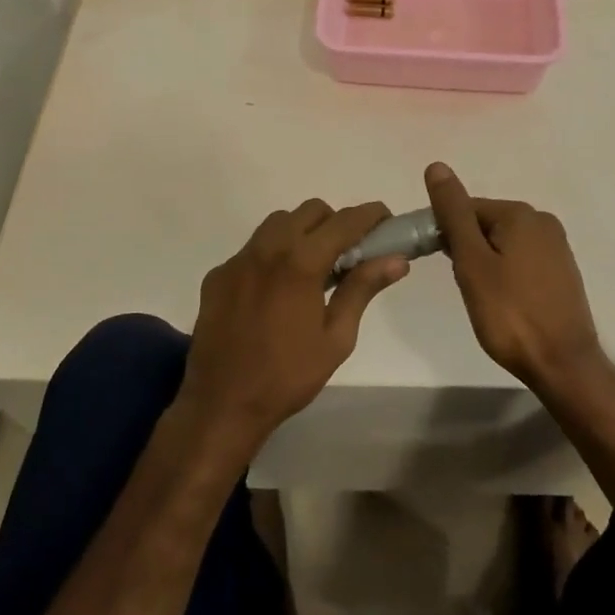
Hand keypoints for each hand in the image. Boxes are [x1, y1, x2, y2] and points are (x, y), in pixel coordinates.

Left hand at [178, 199, 408, 456]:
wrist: (222, 403)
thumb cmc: (288, 376)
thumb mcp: (336, 337)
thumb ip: (362, 289)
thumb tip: (396, 259)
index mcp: (301, 263)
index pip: (344, 221)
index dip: (370, 215)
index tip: (386, 220)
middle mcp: (267, 249)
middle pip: (309, 211)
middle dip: (334, 222)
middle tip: (347, 254)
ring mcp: (238, 260)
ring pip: (276, 224)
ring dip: (301, 233)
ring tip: (311, 269)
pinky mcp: (218, 275)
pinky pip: (251, 249)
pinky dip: (271, 256)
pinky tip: (275, 291)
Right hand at [424, 162, 604, 389]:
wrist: (563, 365)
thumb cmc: (509, 314)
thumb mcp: (472, 262)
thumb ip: (453, 214)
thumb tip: (436, 166)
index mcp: (520, 214)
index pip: (465, 208)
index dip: (443, 231)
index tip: (433, 260)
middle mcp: (543, 221)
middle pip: (484, 224)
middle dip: (465, 248)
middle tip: (462, 284)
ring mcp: (556, 247)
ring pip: (502, 243)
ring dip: (484, 262)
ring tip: (481, 296)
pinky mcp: (561, 271)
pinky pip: (520, 259)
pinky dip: (504, 273)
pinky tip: (502, 300)